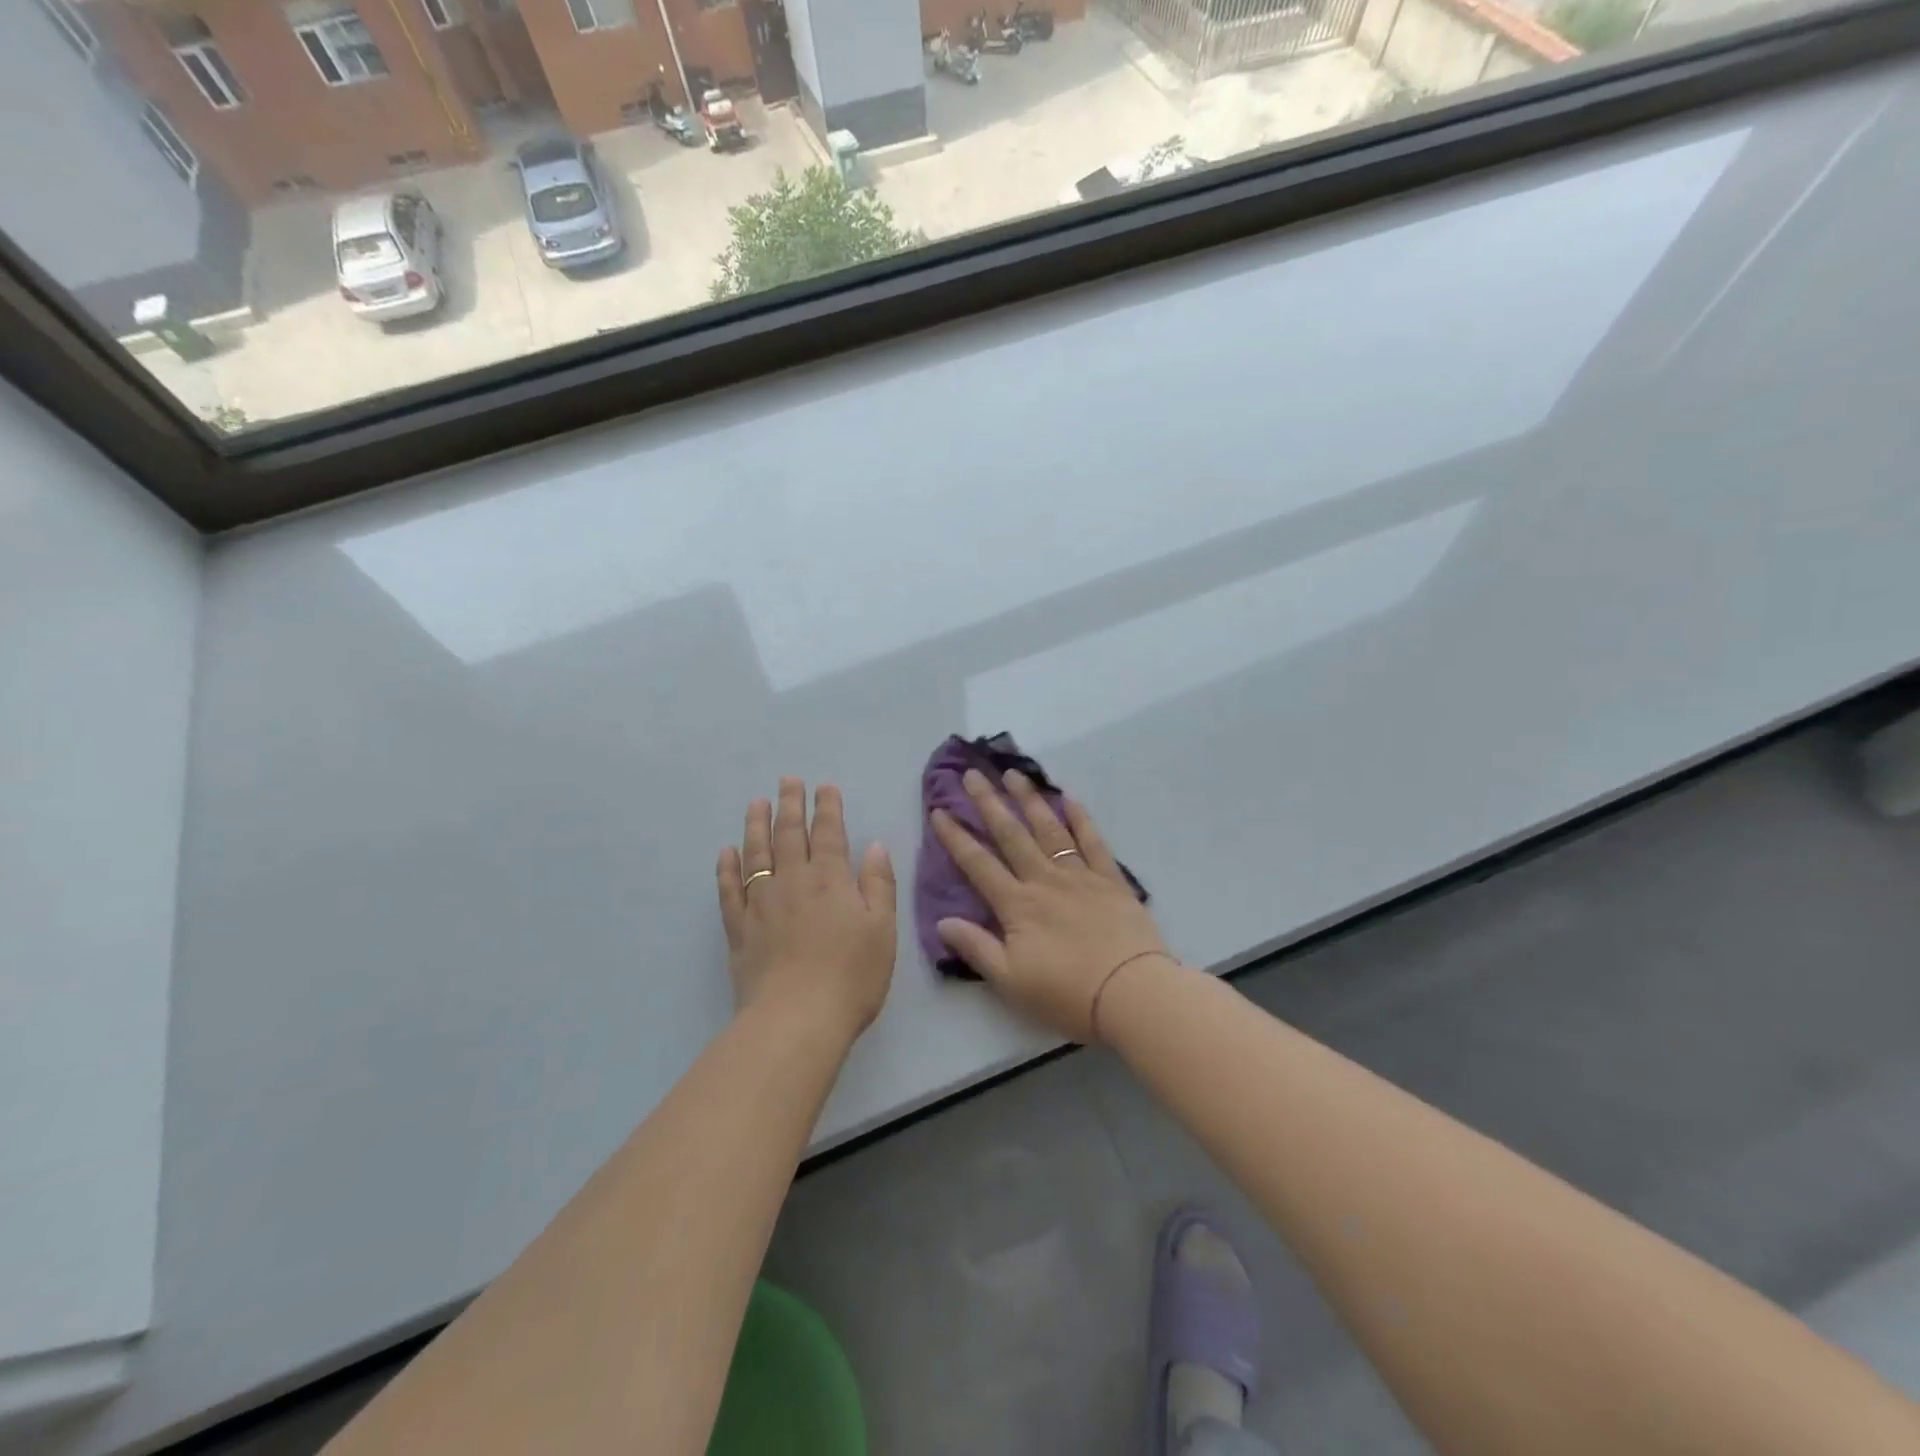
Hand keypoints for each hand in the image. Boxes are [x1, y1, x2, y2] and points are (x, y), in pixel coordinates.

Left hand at [717, 778, 896, 1040]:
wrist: (797, 1020)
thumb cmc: (851, 976)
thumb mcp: (882, 929)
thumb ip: (879, 884)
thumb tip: (874, 846)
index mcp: (831, 880)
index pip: (829, 832)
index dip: (827, 807)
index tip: (824, 786)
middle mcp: (793, 881)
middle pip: (789, 834)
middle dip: (790, 804)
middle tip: (787, 780)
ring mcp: (761, 904)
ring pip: (756, 854)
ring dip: (756, 825)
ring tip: (756, 803)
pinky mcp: (739, 929)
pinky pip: (729, 890)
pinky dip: (726, 869)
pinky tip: (726, 852)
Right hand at [931, 768, 1173, 1041]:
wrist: (1132, 994)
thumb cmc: (1066, 994)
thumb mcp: (1011, 980)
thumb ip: (976, 948)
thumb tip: (942, 921)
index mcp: (1017, 905)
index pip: (978, 864)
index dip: (956, 837)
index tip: (939, 810)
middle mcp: (1044, 880)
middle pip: (1011, 835)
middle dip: (989, 803)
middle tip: (972, 774)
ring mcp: (1079, 876)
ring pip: (1049, 829)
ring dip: (1029, 800)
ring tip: (1014, 774)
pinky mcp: (1110, 879)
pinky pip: (1092, 841)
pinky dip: (1080, 818)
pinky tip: (1069, 798)